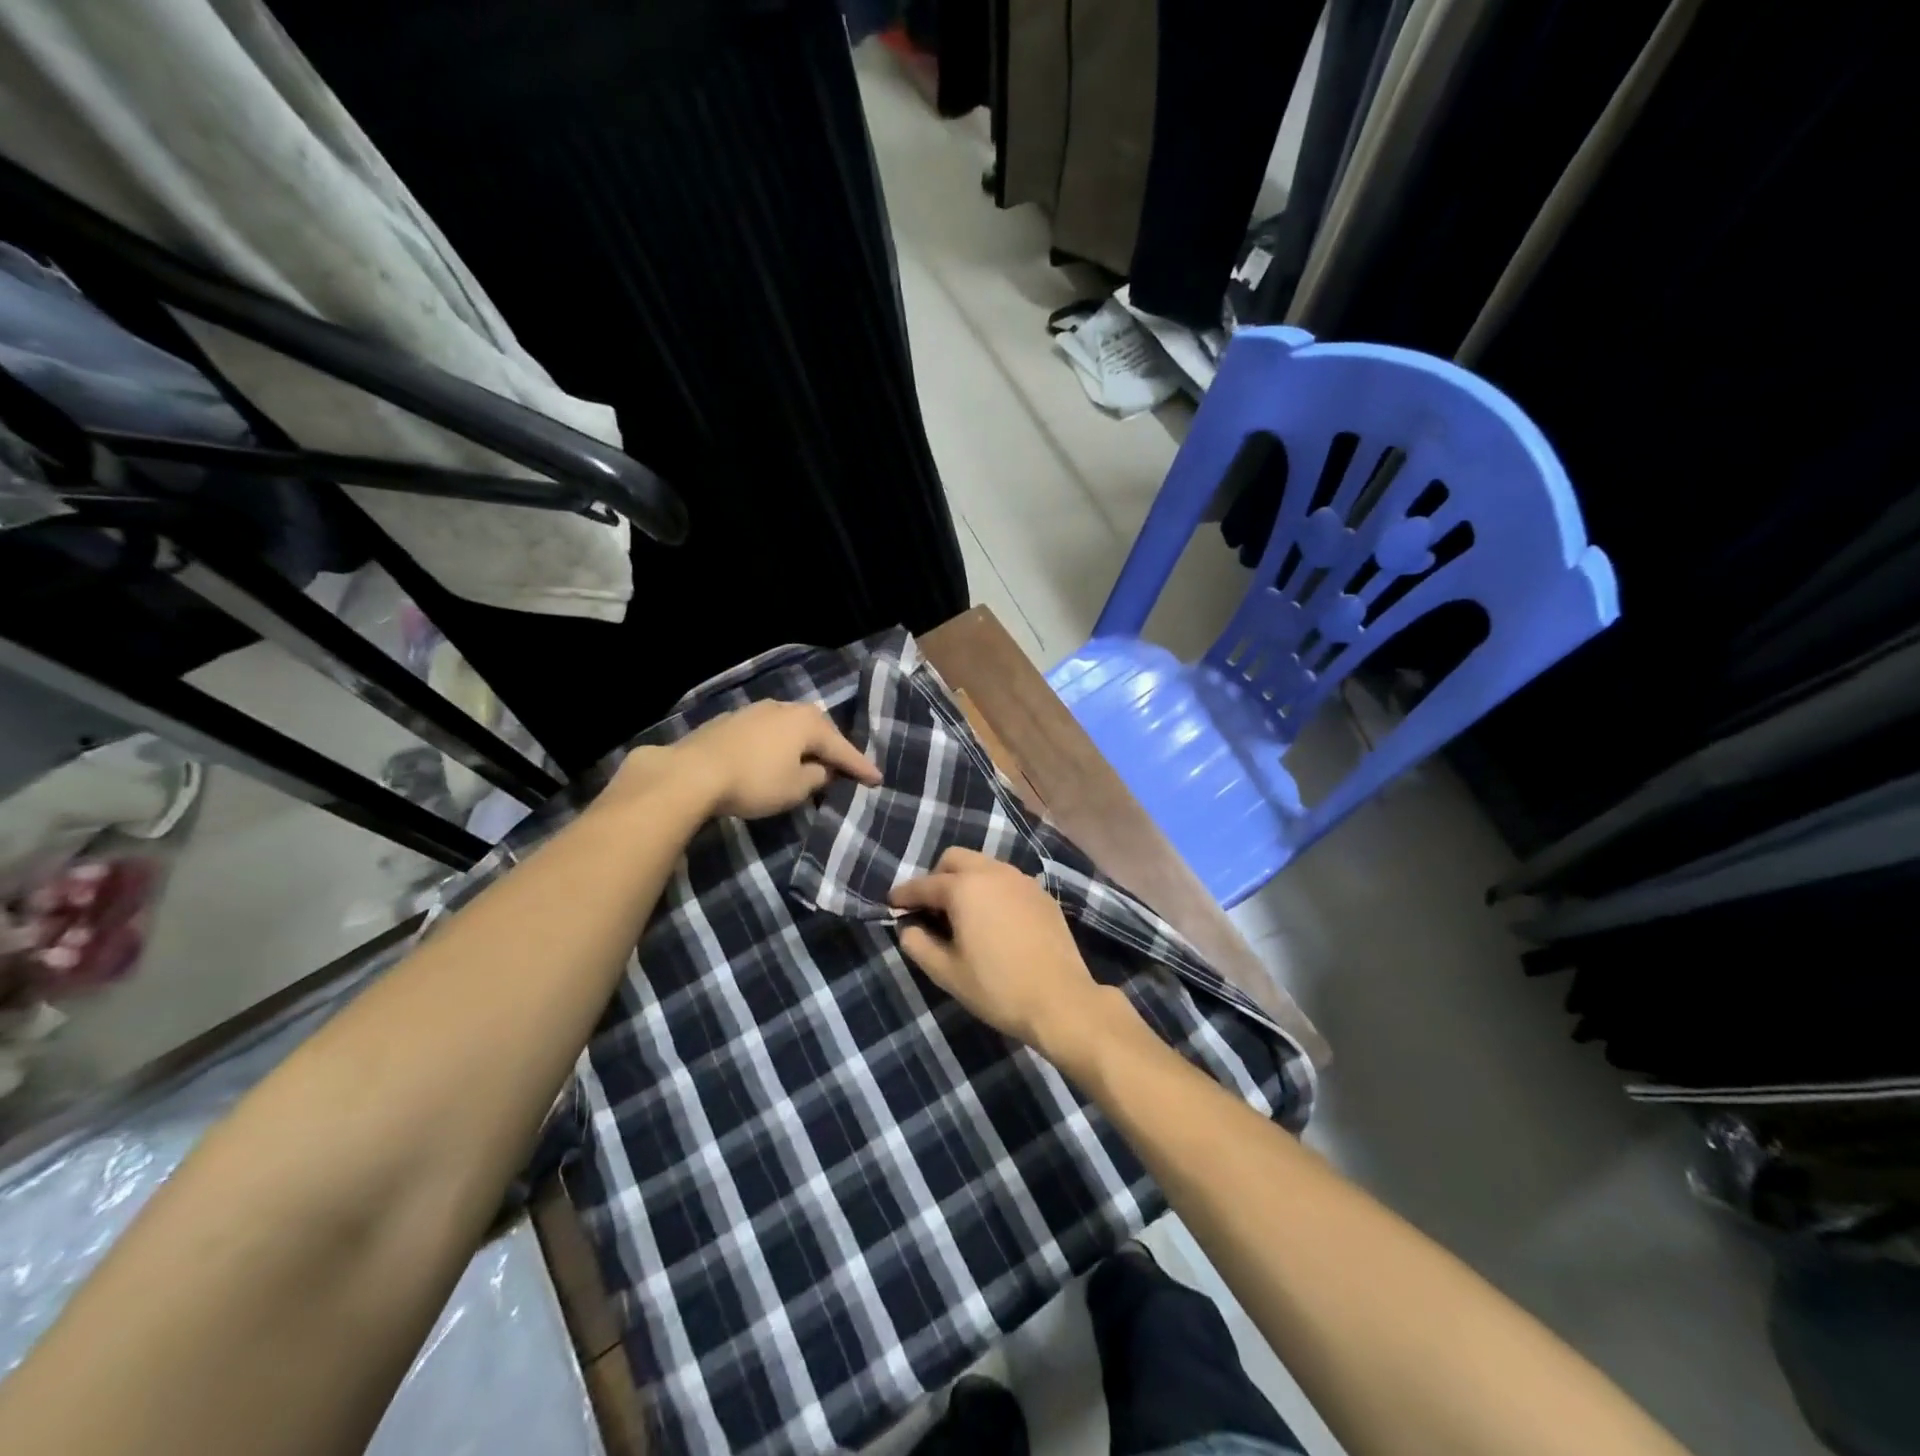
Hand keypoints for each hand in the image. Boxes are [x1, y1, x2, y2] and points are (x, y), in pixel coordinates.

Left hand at [606, 702, 879, 821]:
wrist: (692, 773)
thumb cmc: (754, 781)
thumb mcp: (796, 788)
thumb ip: (817, 777)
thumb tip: (822, 770)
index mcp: (807, 722)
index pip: (842, 747)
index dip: (860, 766)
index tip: (878, 779)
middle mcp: (785, 708)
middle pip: (817, 730)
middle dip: (831, 748)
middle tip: (845, 766)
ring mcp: (756, 711)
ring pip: (790, 727)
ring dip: (803, 744)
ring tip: (810, 760)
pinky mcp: (732, 721)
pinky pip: (768, 733)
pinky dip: (778, 745)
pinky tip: (774, 756)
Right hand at [890, 847, 1109, 1055]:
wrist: (1061, 1000)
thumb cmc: (997, 988)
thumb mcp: (948, 973)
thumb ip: (919, 945)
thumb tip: (908, 928)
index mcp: (965, 888)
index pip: (924, 885)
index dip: (904, 894)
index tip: (891, 902)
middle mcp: (993, 873)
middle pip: (955, 859)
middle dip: (937, 876)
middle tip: (930, 907)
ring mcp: (1022, 881)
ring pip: (984, 865)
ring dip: (967, 880)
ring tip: (962, 914)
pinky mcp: (1042, 895)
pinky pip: (1007, 881)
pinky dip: (992, 890)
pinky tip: (994, 920)